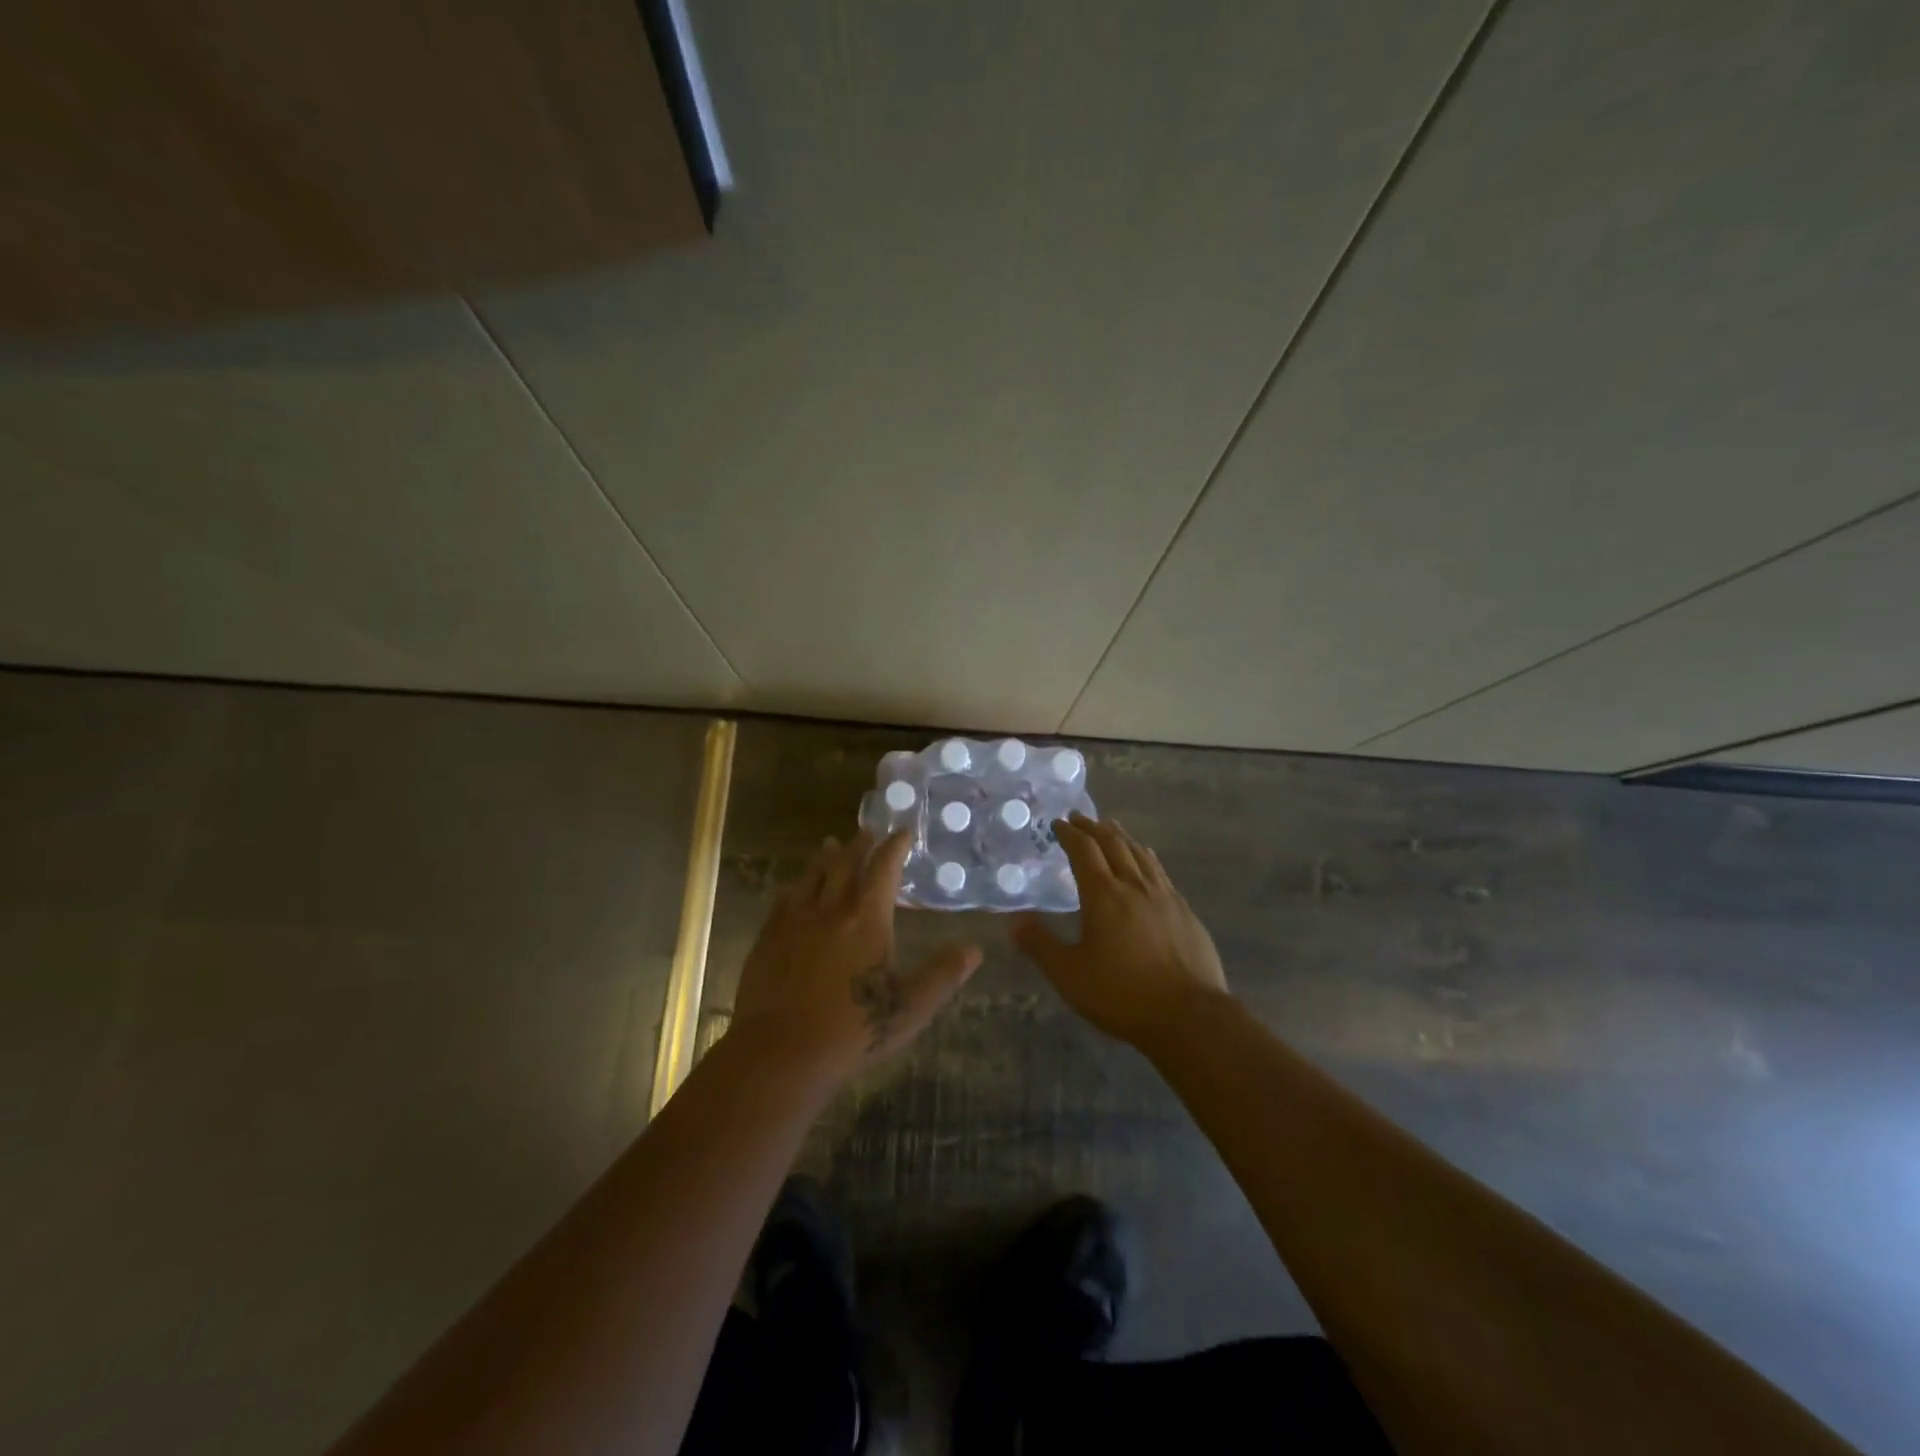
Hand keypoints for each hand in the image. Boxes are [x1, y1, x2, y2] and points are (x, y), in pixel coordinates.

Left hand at [732, 830, 982, 1084]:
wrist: (781, 1052)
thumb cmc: (853, 1029)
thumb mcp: (910, 1007)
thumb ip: (942, 975)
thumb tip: (974, 949)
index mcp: (867, 920)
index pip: (884, 869)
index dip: (895, 847)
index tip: (902, 832)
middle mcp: (830, 910)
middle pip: (844, 864)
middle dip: (859, 845)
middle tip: (867, 831)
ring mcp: (794, 922)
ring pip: (811, 877)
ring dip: (824, 858)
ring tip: (829, 845)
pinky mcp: (768, 939)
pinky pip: (782, 902)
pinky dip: (793, 888)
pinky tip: (791, 891)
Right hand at [1012, 813, 1228, 1050]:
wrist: (1190, 1016)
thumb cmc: (1122, 994)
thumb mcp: (1070, 975)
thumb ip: (1040, 945)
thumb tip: (1013, 921)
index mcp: (1104, 895)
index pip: (1084, 851)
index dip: (1070, 834)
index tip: (1058, 823)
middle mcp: (1135, 886)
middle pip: (1114, 844)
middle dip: (1094, 828)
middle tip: (1080, 817)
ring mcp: (1165, 897)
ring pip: (1141, 854)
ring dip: (1122, 837)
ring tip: (1112, 829)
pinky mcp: (1185, 913)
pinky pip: (1160, 872)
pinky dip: (1146, 858)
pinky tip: (1147, 863)